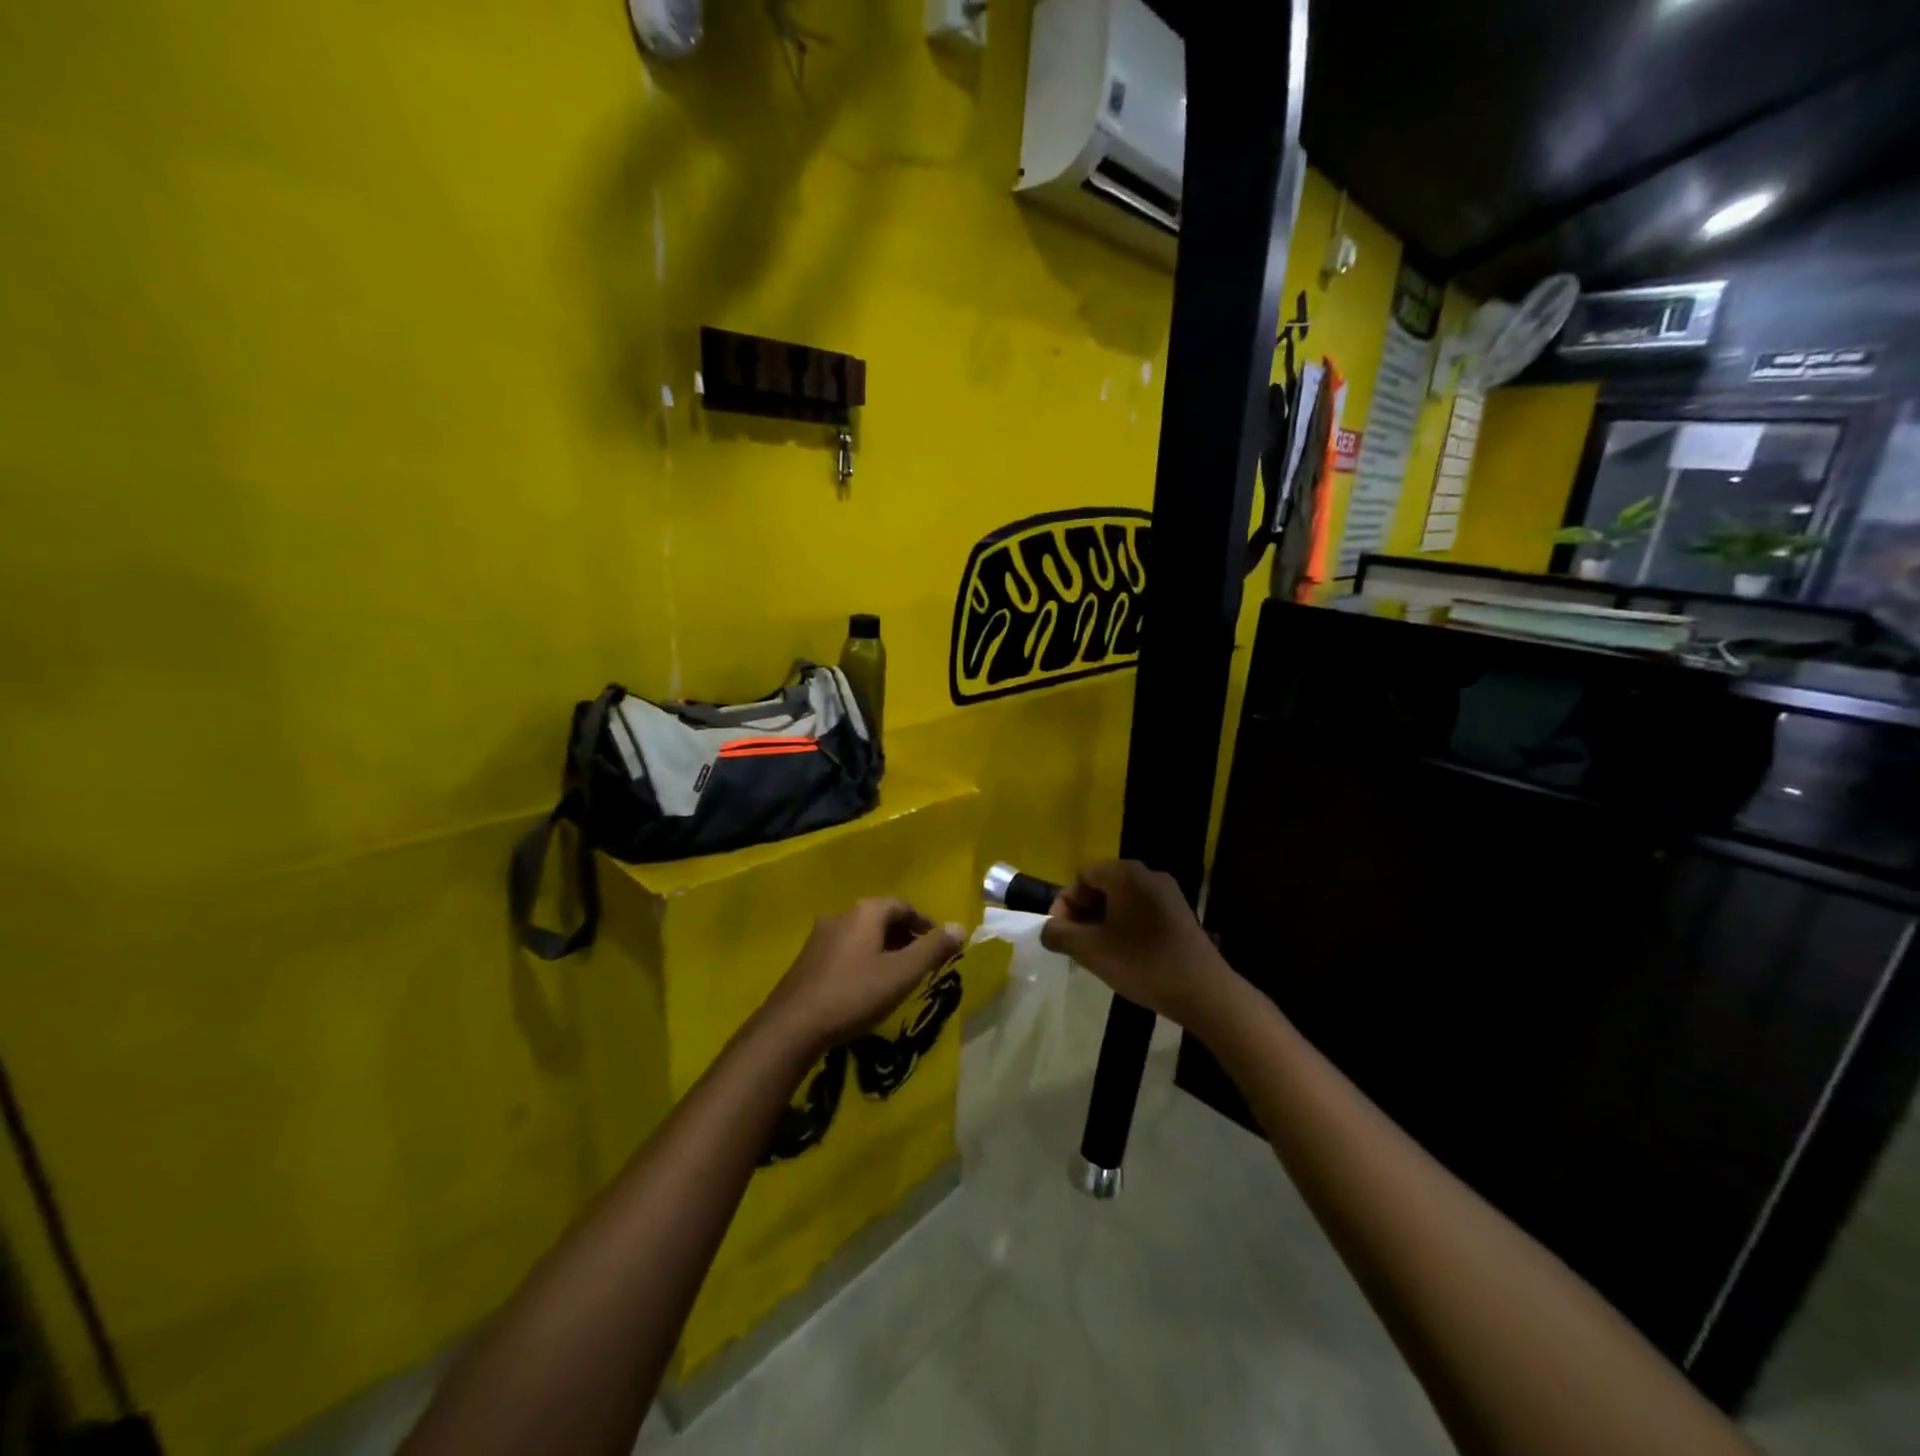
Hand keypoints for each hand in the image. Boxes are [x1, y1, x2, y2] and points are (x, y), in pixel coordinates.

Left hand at [763, 898, 964, 1052]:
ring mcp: (820, 936)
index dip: (925, 923)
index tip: (940, 945)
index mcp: (865, 912)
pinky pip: (845, 950)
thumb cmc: (854, 994)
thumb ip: (933, 949)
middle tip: (922, 962)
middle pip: (881, 917)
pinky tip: (866, 986)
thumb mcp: (902, 973)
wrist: (793, 1026)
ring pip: (862, 934)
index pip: (903, 905)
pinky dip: (864, 959)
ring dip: (884, 949)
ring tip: (898, 976)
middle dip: (905, 936)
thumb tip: (960, 927)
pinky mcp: (807, 959)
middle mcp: (841, 915)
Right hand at [1040, 860, 1232, 1026]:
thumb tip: (1047, 929)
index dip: (1065, 903)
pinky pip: (1141, 911)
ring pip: (1121, 900)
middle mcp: (1147, 874)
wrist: (1203, 991)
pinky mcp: (1180, 914)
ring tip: (1098, 954)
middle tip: (1076, 946)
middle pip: (1102, 885)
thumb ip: (1059, 934)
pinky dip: (1125, 927)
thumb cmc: (1141, 963)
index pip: (1082, 875)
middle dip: (1083, 913)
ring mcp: (1167, 893)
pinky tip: (1124, 956)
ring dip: (1102, 922)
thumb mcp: (1090, 950)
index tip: (1062, 934)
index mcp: (1125, 874)